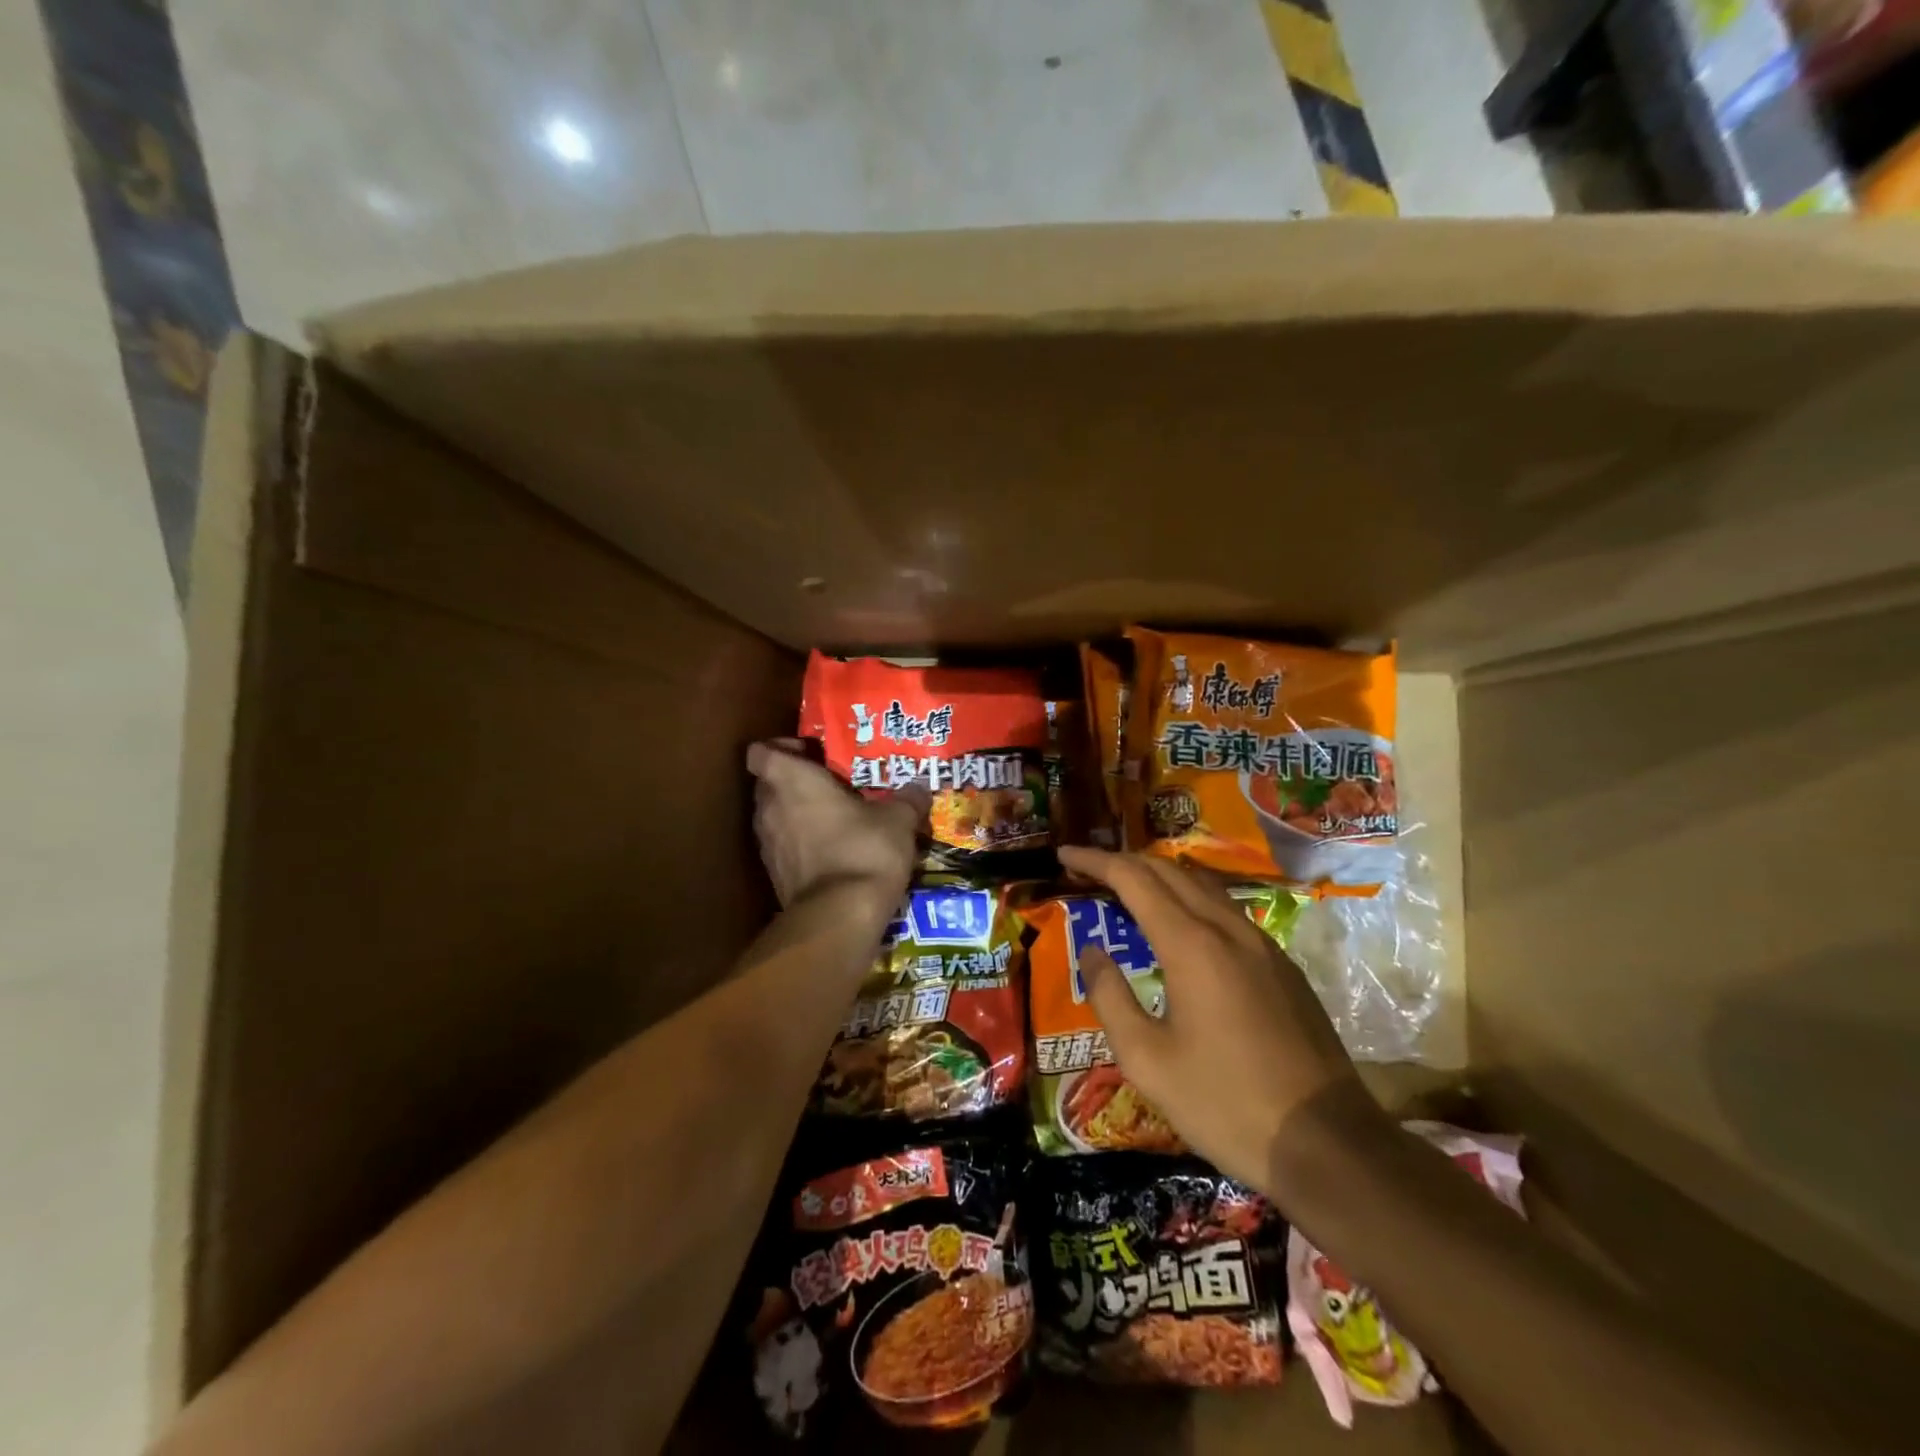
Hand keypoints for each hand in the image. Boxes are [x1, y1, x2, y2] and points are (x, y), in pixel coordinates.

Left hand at [747, 740, 927, 910]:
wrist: (840, 916)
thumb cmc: (864, 849)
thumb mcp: (898, 819)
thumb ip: (907, 799)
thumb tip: (920, 788)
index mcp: (792, 782)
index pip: (760, 752)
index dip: (779, 748)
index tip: (810, 754)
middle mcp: (770, 809)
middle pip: (767, 784)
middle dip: (793, 782)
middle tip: (830, 785)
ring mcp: (768, 845)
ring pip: (774, 817)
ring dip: (796, 815)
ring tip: (834, 819)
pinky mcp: (774, 876)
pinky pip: (783, 848)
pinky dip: (800, 845)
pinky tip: (832, 852)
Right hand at [1058, 846, 1371, 1189]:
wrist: (1329, 1146)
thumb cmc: (1226, 1105)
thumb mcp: (1147, 1061)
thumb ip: (1110, 997)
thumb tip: (1091, 950)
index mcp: (1192, 945)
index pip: (1134, 879)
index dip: (1095, 860)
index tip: (1063, 854)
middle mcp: (1228, 929)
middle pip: (1169, 871)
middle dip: (1124, 862)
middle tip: (1088, 871)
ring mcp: (1262, 944)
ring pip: (1202, 886)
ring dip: (1160, 877)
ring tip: (1127, 891)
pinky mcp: (1282, 966)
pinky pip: (1226, 910)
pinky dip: (1190, 900)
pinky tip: (1180, 928)